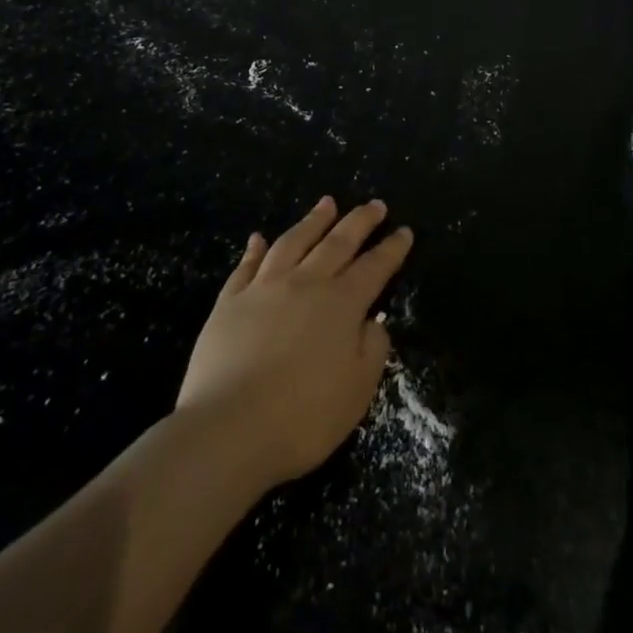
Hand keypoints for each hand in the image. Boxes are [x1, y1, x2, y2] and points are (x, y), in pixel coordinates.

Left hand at [176, 196, 412, 487]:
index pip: (375, 267)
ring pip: (294, 241)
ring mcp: (265, 288)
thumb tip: (374, 320)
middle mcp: (306, 283)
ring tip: (327, 203)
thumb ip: (373, 350)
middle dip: (360, 221)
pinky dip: (255, 249)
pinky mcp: (230, 302)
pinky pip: (246, 266)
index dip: (392, 248)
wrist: (228, 429)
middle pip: (338, 242)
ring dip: (313, 220)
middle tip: (374, 204)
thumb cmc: (302, 418)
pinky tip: (259, 238)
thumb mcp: (357, 391)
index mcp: (342, 304)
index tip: (404, 231)